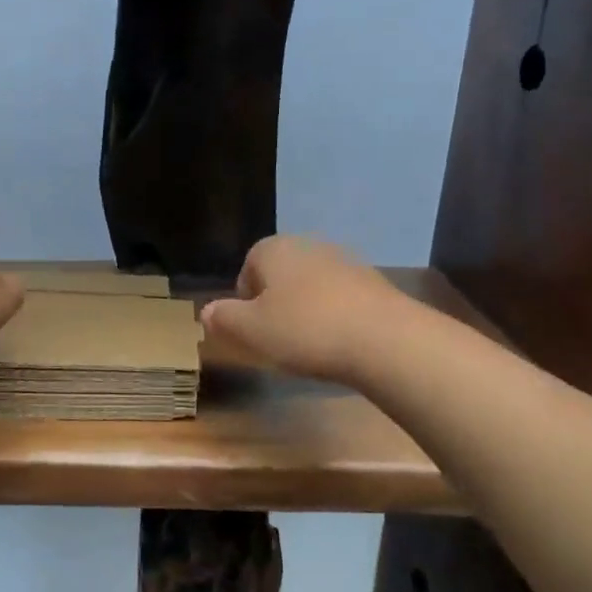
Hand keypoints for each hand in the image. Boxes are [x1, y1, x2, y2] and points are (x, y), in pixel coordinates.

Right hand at [201, 236, 403, 385]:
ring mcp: (346, 262)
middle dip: (275, 303)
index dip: (245, 299)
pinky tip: (339, 343)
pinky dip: (335, 316)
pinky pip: (341, 299)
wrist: (385, 340)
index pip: (248, 266)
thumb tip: (206, 311)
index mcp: (274, 249)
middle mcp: (309, 246)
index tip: (251, 329)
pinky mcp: (375, 283)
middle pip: (281, 274)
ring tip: (308, 345)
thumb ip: (224, 318)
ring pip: (312, 286)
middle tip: (276, 338)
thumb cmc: (305, 330)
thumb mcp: (250, 331)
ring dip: (306, 310)